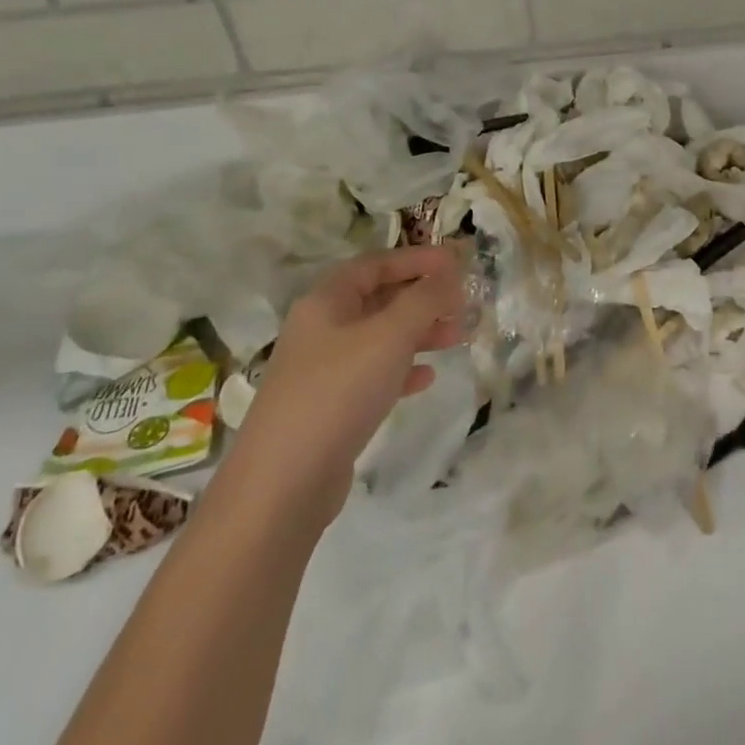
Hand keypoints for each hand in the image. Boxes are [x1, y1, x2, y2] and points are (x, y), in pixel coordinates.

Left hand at [236, 245, 465, 524]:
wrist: (282, 485)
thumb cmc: (338, 391)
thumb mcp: (390, 335)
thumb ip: (424, 298)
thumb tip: (450, 273)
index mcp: (326, 301)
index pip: (376, 264)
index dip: (417, 259)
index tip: (455, 263)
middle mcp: (321, 328)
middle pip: (378, 299)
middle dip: (422, 298)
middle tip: (461, 303)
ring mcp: (322, 370)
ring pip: (379, 338)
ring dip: (419, 333)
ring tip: (457, 337)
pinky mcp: (329, 408)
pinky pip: (372, 375)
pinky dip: (401, 369)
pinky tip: (427, 377)